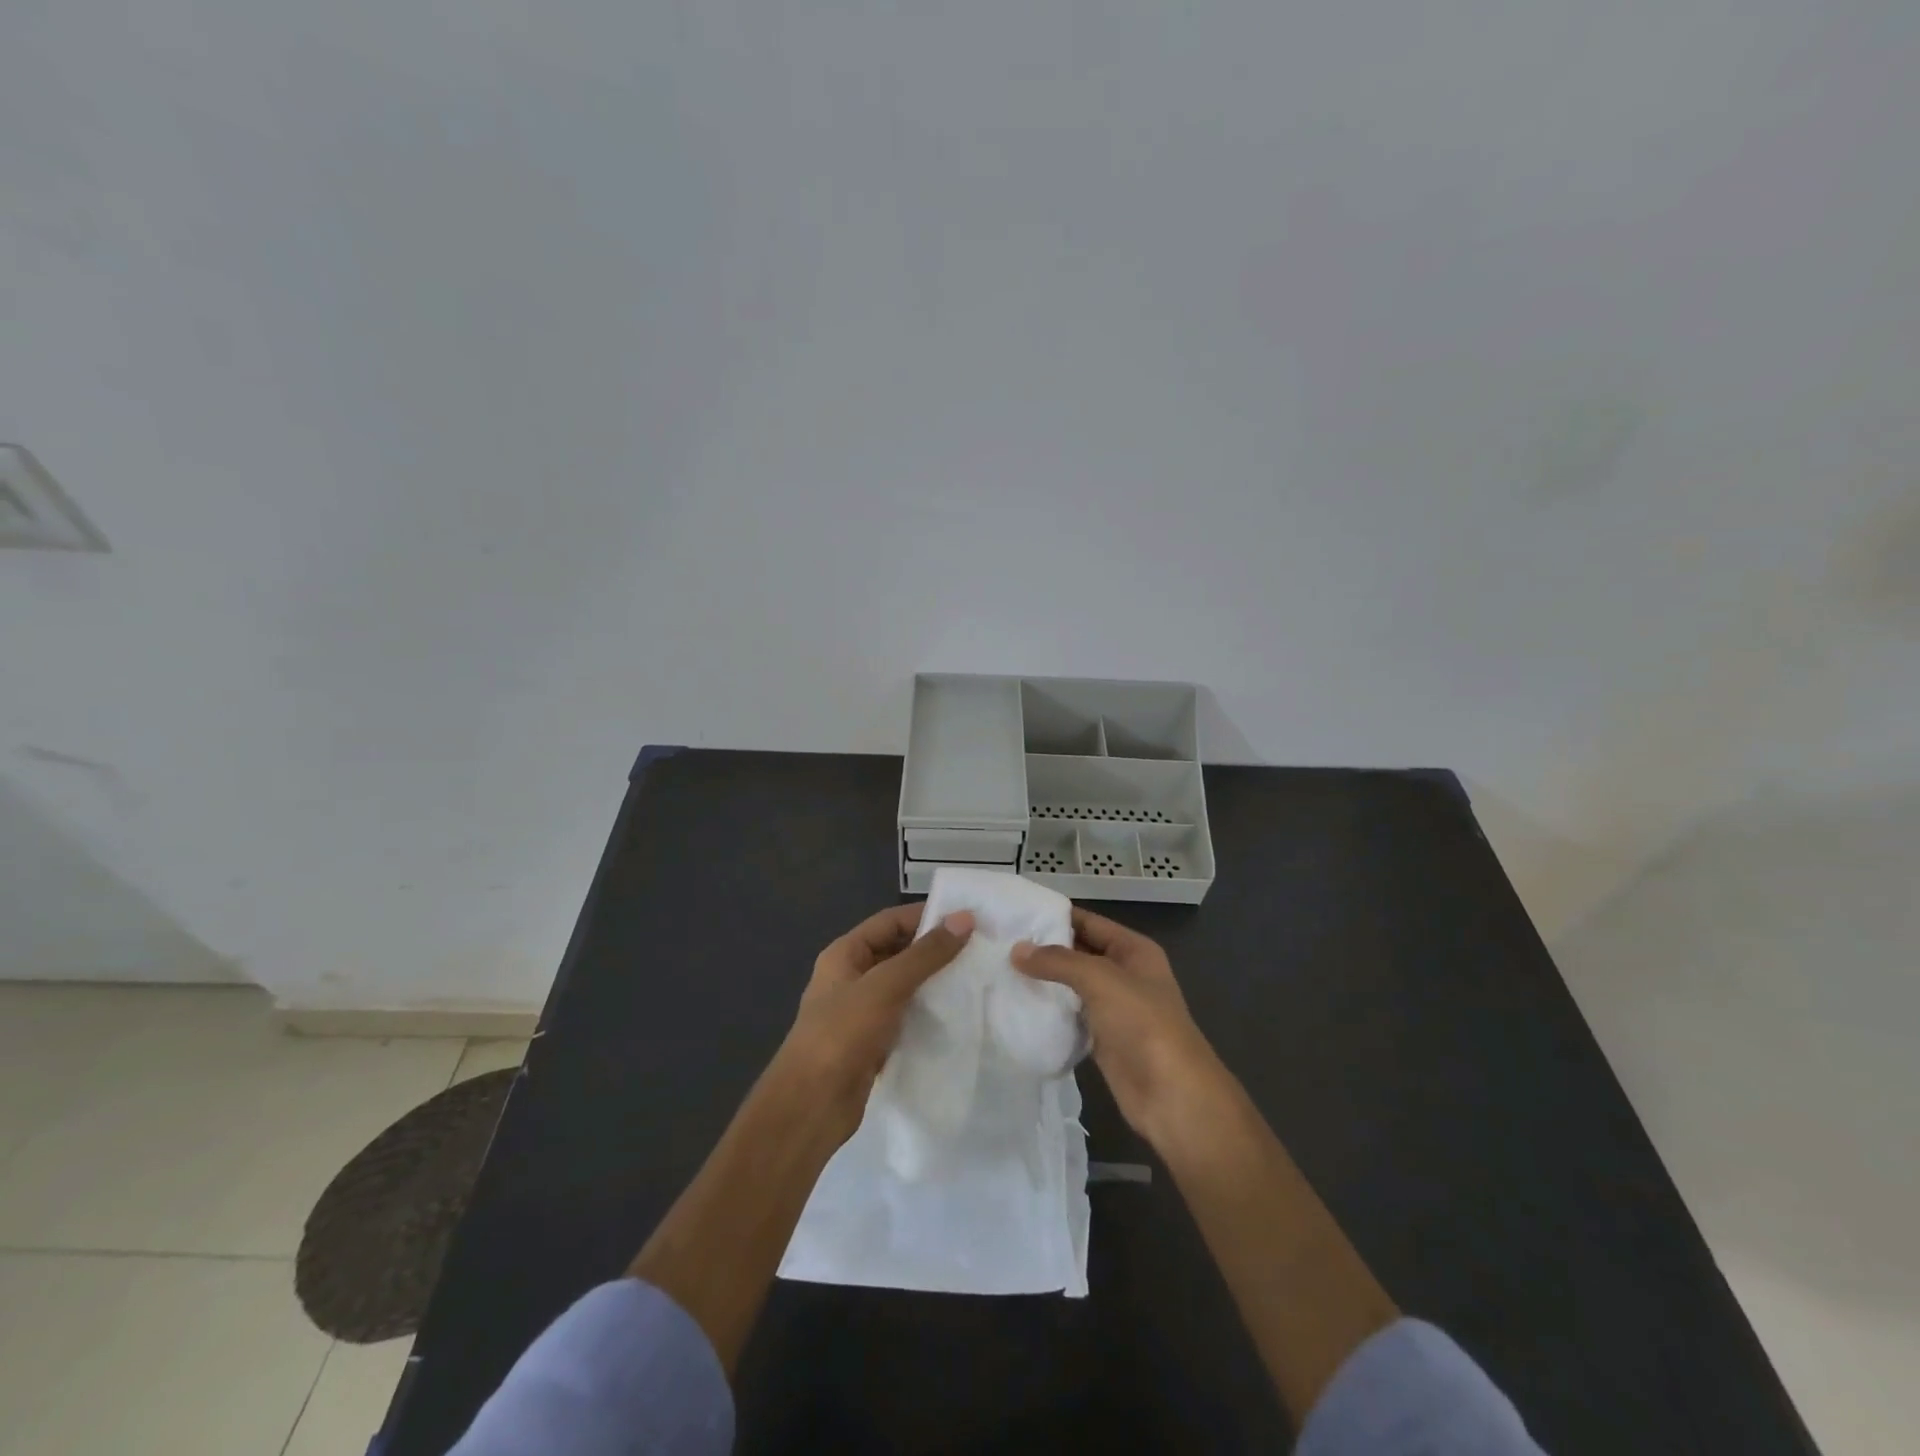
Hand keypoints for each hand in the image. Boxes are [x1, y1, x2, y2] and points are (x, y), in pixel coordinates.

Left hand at [775, 903, 975, 1143]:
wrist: (811, 1105)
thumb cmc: (842, 1034)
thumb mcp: (885, 986)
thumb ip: (925, 954)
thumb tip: (964, 918)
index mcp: (845, 954)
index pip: (890, 921)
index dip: (926, 916)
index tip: (968, 919)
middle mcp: (852, 977)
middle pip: (898, 951)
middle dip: (934, 949)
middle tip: (979, 948)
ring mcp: (861, 1011)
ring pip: (904, 985)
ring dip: (934, 981)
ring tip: (976, 978)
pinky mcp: (873, 1041)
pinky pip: (906, 1016)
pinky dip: (928, 1012)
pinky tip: (957, 1014)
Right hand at [1013, 908, 1228, 1149]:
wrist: (1172, 1096)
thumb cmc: (1142, 1025)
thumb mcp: (1101, 980)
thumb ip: (1058, 961)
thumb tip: (1017, 950)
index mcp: (1133, 950)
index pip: (1087, 922)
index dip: (1054, 917)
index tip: (1014, 915)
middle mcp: (1124, 974)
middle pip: (1078, 953)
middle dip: (1044, 950)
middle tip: (999, 945)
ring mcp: (1114, 1008)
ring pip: (1072, 986)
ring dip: (1044, 982)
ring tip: (1000, 972)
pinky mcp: (1102, 1039)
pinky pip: (1070, 1016)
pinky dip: (1049, 1011)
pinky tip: (1018, 1006)